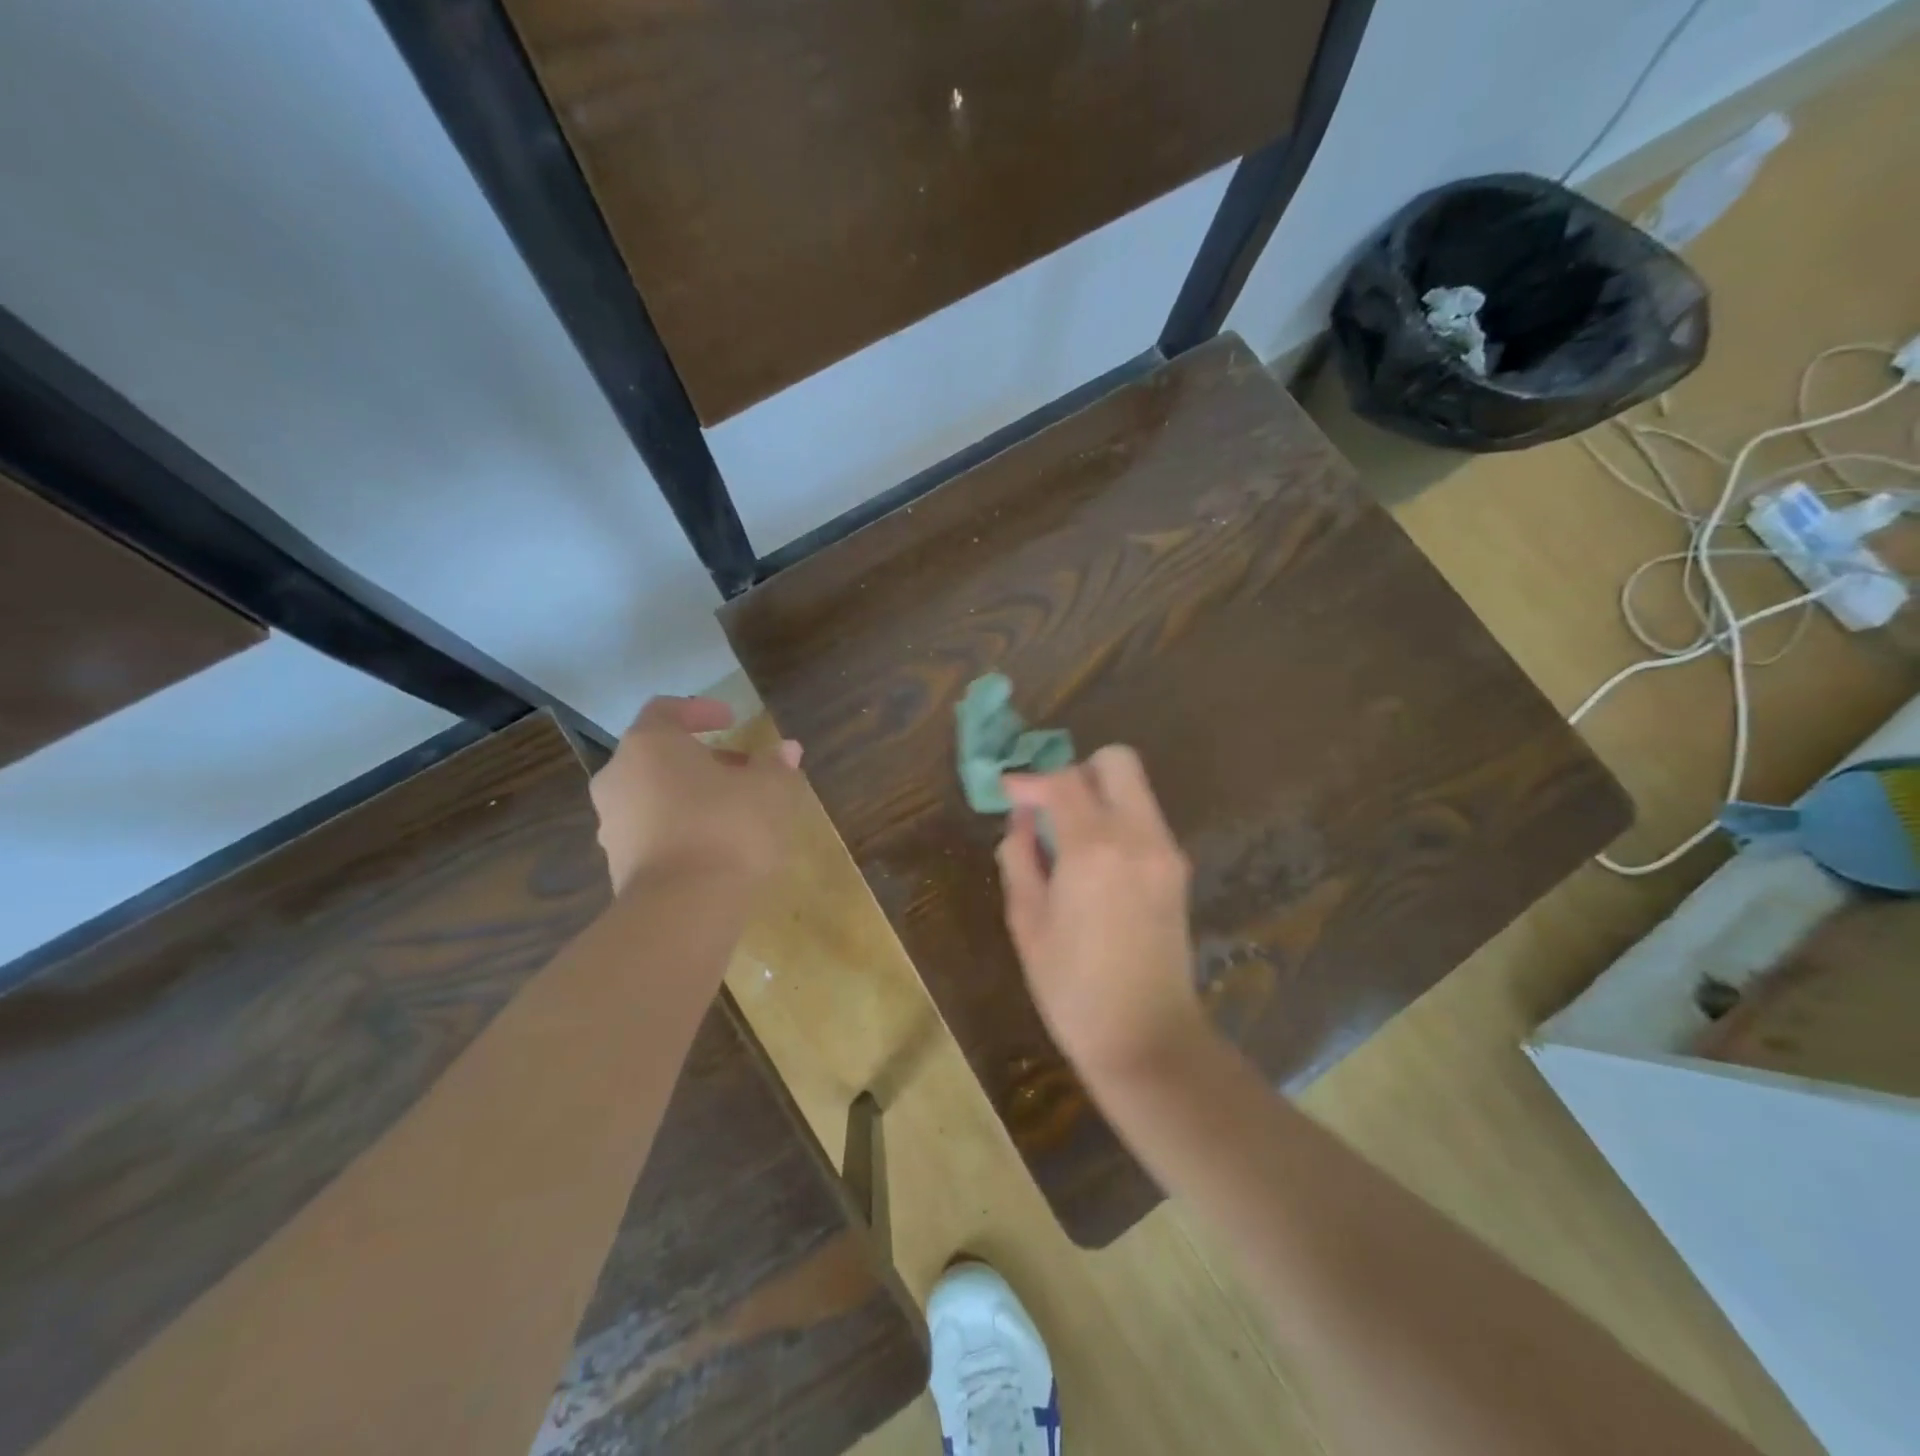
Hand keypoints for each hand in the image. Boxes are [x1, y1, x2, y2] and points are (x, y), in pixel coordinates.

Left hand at [589, 696, 803, 893]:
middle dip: (703, 758)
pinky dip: (682, 828)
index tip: (733, 720)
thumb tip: (787, 750)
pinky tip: (717, 845)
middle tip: (743, 769)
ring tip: (736, 810)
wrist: (683, 910)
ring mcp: (613, 824)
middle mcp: (619, 777)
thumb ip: (776, 765)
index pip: (667, 710)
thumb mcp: (769, 789)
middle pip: (660, 755)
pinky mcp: (619, 865)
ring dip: (692, 795)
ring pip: (654, 795)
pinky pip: (653, 832)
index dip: (701, 710)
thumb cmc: (727, 828)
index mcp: (649, 745)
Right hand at [996, 746, 1207, 1076]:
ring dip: (1098, 796)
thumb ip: (1020, 858)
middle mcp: (1138, 836)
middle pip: (1116, 762)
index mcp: (1093, 849)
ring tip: (1065, 839)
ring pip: (1134, 789)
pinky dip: (1117, 821)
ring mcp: (1166, 851)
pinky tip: (1093, 862)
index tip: (1008, 794)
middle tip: (1048, 807)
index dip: (1030, 780)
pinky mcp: (1178, 870)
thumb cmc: (1072, 988)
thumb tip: (1021, 821)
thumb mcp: (1027, 922)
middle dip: (1076, 772)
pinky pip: (1145, 820)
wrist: (1147, 1039)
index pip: (1063, 781)